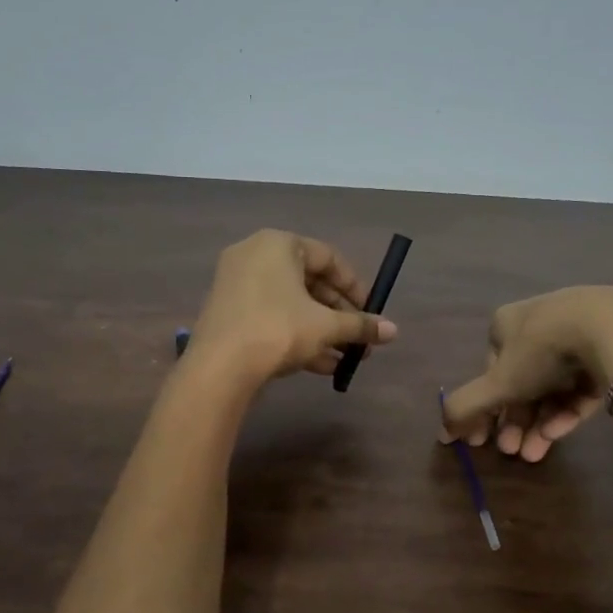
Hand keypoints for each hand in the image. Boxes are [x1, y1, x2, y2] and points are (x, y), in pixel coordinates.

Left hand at [188, 230, 397, 385]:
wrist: (219, 367)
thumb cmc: (278, 330)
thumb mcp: (325, 327)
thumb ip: (360, 325)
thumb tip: (393, 331)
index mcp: (278, 244)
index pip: (328, 257)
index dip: (355, 286)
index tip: (370, 312)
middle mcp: (254, 256)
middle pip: (309, 282)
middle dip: (339, 315)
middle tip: (360, 339)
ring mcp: (237, 285)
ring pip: (291, 305)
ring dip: (322, 331)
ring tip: (347, 358)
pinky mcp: (228, 314)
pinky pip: (271, 318)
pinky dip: (296, 336)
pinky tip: (322, 367)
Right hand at [439, 287, 612, 460]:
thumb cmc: (543, 350)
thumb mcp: (497, 382)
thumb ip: (466, 407)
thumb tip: (442, 433)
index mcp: (508, 323)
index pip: (490, 370)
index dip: (485, 408)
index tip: (484, 441)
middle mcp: (540, 324)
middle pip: (522, 382)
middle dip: (514, 422)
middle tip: (511, 452)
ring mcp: (578, 335)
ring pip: (553, 387)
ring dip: (538, 423)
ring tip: (535, 455)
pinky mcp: (609, 351)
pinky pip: (582, 385)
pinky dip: (568, 410)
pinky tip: (560, 434)